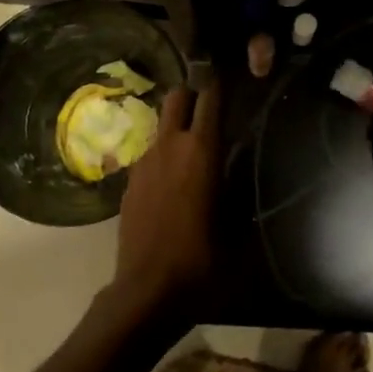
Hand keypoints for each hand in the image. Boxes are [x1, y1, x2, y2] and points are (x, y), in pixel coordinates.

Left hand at [112, 83, 221, 319]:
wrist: (147, 292)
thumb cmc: (202, 260)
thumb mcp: (236, 225)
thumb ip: (240, 187)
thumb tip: (244, 164)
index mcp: (201, 150)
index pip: (210, 97)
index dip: (220, 84)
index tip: (231, 79)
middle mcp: (169, 145)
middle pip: (178, 96)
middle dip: (193, 95)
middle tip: (210, 111)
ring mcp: (144, 161)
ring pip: (161, 124)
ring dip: (176, 126)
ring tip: (192, 148)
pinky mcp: (128, 180)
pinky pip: (149, 152)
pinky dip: (162, 154)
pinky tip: (172, 181)